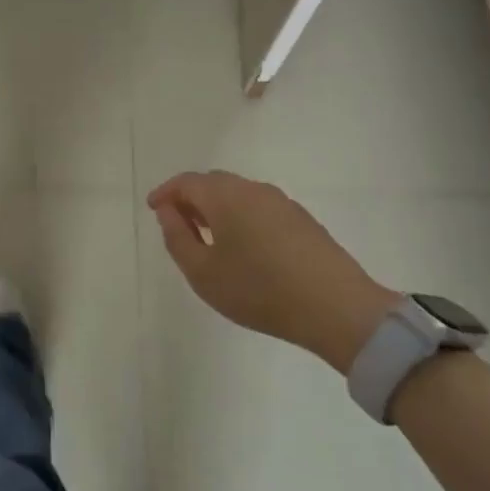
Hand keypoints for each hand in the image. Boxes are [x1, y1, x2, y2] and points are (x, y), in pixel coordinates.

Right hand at [147, 171, 397, 372]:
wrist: (336, 308)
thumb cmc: (258, 290)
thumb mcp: (202, 272)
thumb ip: (177, 238)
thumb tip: (168, 212)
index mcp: (225, 196)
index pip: (187, 182)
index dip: (166, 192)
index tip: (153, 209)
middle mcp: (253, 189)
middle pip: (213, 183)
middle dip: (190, 198)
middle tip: (177, 223)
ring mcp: (282, 203)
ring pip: (238, 194)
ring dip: (217, 208)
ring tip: (208, 237)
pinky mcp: (302, 220)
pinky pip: (259, 207)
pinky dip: (240, 217)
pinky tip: (243, 246)